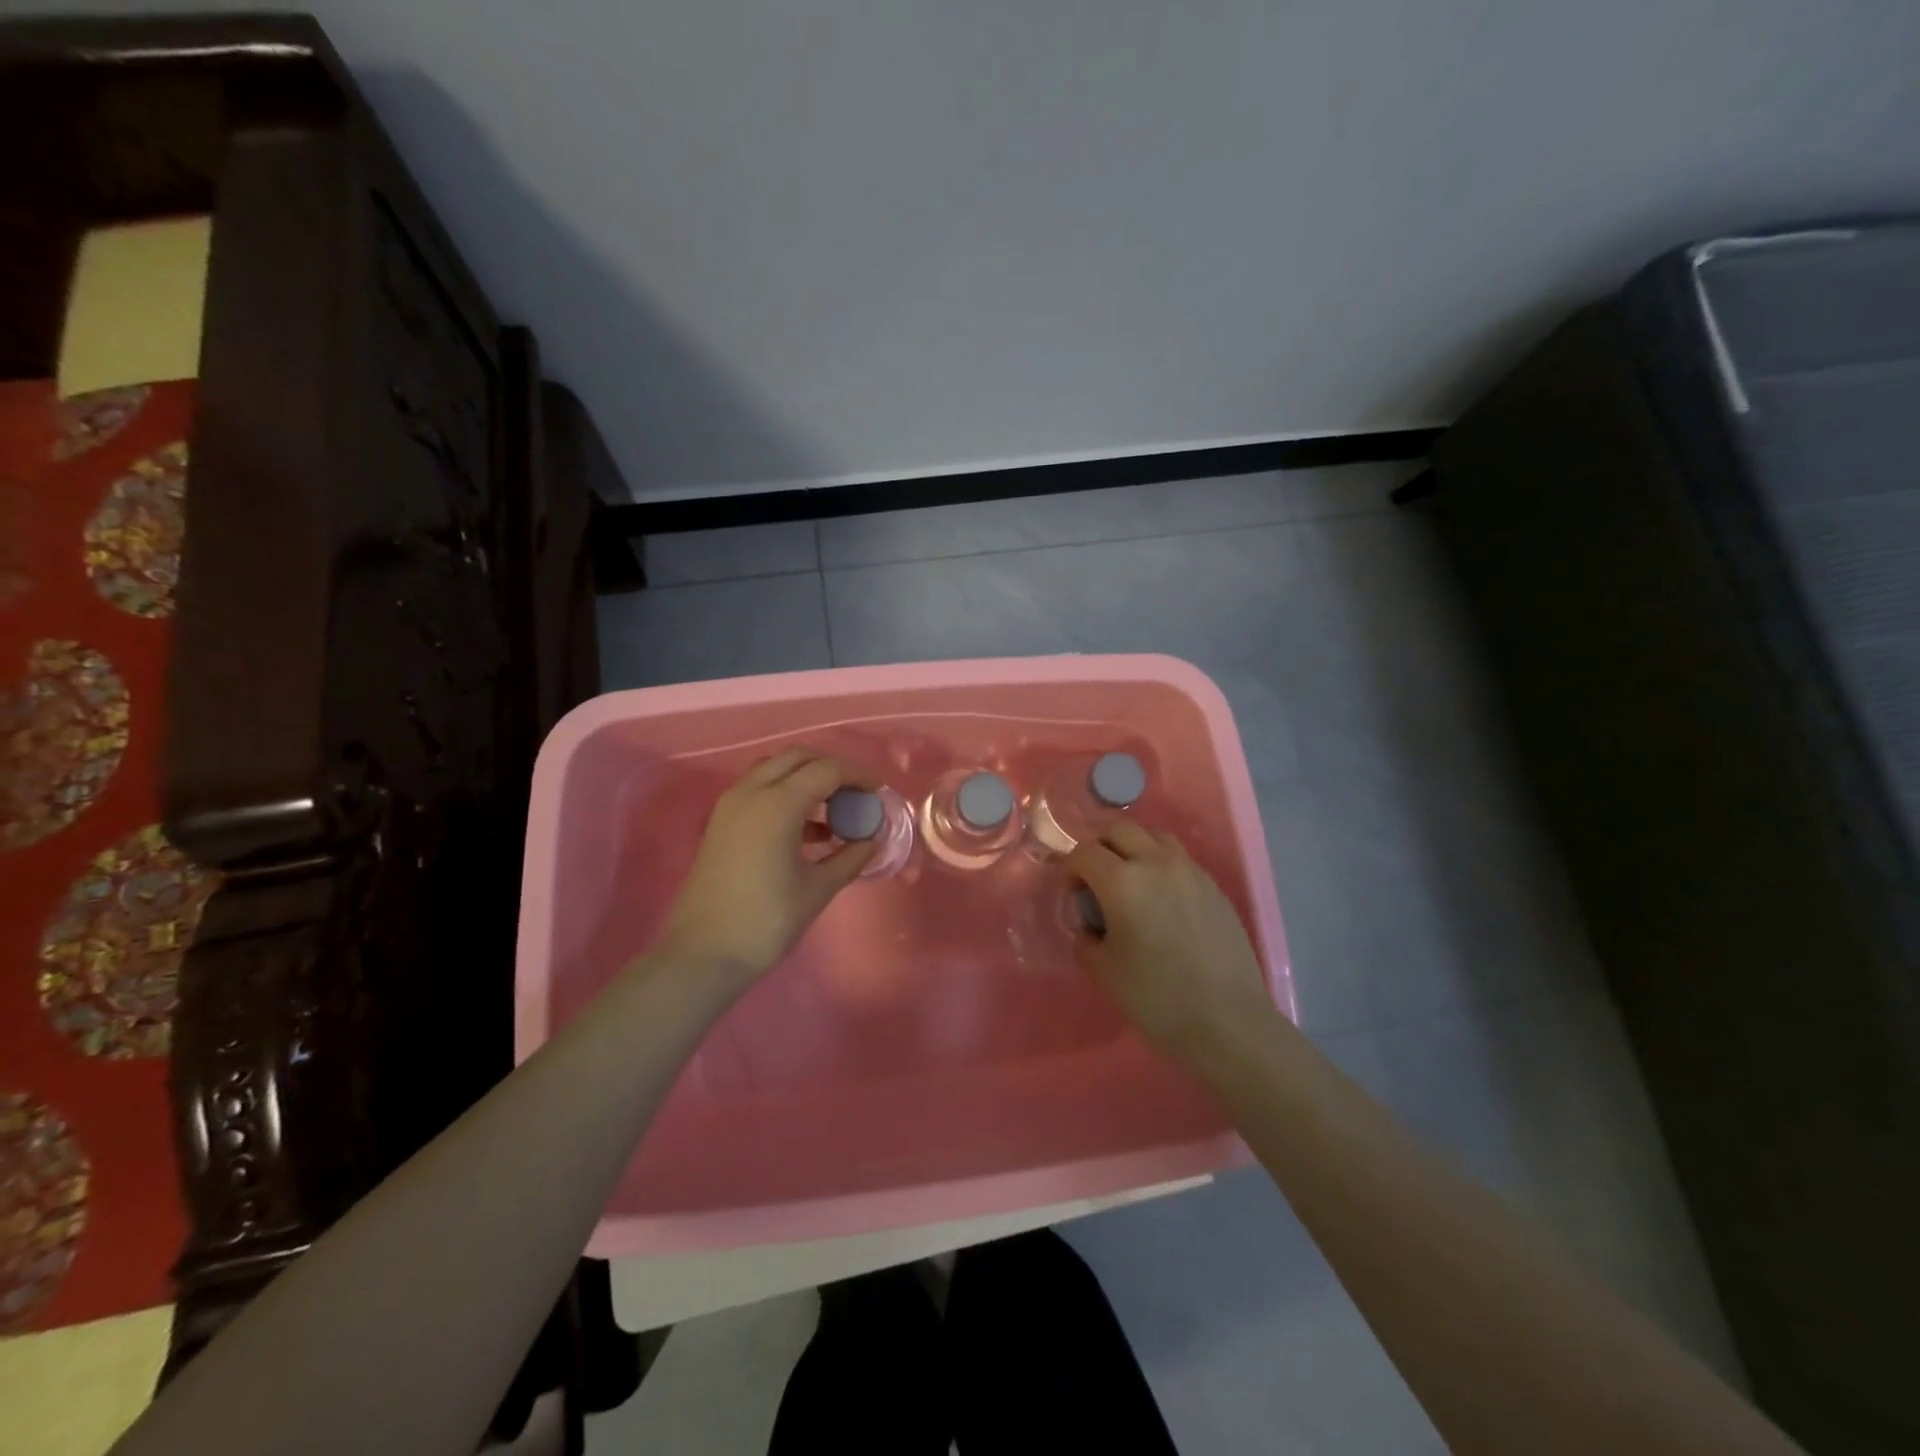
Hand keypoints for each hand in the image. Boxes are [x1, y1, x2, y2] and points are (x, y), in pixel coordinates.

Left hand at [656, 750, 878, 984]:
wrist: (703, 954)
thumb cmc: (766, 921)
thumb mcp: (817, 889)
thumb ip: (849, 858)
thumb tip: (872, 840)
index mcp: (777, 803)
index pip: (826, 769)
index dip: (858, 775)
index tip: (879, 790)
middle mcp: (751, 792)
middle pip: (798, 758)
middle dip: (832, 768)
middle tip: (857, 793)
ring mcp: (731, 805)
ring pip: (775, 770)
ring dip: (806, 778)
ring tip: (835, 810)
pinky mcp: (721, 822)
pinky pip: (759, 790)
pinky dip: (786, 794)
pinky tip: (808, 830)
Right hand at [1066, 822, 1275, 1063]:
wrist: (1227, 1022)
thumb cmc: (1156, 998)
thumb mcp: (1103, 970)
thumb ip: (1086, 938)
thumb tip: (1088, 926)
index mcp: (1122, 881)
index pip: (1085, 853)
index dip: (1071, 869)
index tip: (1073, 894)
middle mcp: (1156, 863)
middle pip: (1120, 831)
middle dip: (1102, 849)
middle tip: (1098, 882)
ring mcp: (1190, 871)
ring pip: (1154, 837)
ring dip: (1135, 849)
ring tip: (1132, 883)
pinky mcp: (1214, 887)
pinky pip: (1180, 859)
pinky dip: (1162, 865)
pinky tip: (1163, 901)